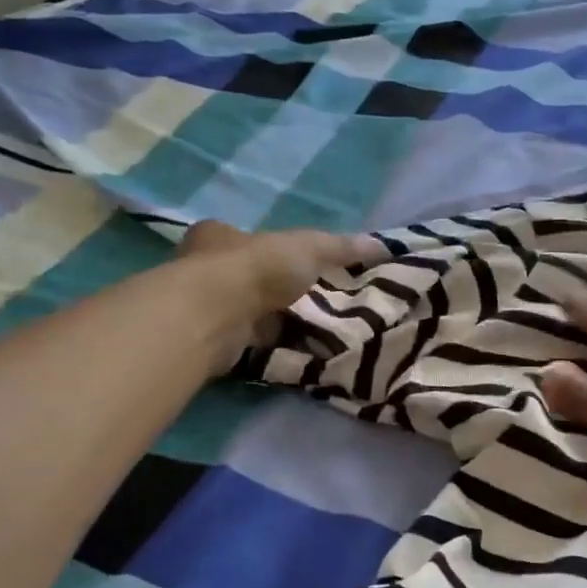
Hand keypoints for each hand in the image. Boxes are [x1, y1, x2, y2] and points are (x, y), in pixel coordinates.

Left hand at [174, 220, 377, 370]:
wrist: (215, 317)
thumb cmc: (256, 268)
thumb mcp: (308, 248)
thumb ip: (340, 247)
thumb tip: (381, 244)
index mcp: (219, 236)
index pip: (249, 239)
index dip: (276, 251)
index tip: (305, 267)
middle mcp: (204, 269)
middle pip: (249, 278)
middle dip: (279, 290)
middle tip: (317, 301)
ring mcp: (206, 308)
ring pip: (250, 312)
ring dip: (276, 321)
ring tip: (317, 330)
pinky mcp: (211, 341)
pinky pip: (250, 342)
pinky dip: (272, 347)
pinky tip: (298, 352)